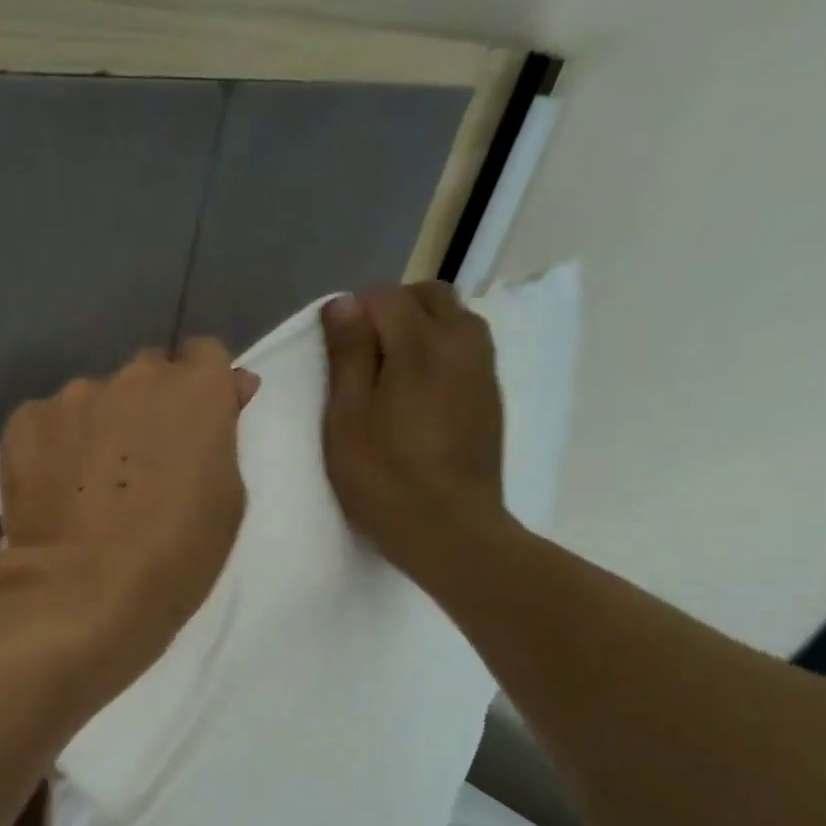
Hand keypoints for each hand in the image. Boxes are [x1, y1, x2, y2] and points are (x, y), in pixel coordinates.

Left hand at [0, 338, 259, 690]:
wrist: (84, 592)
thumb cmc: (176, 557)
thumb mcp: (226, 499)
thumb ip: (223, 434)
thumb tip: (228, 388)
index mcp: (195, 390)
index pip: (203, 356)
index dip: (200, 388)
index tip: (193, 425)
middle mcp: (133, 377)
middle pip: (144, 376)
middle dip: (146, 407)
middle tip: (138, 464)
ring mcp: (73, 397)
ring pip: (91, 401)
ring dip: (96, 428)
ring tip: (86, 486)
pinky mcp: (24, 423)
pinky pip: (47, 424)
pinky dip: (53, 448)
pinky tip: (52, 490)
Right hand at [321, 282, 510, 587]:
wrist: (449, 530)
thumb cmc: (384, 477)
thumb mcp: (347, 417)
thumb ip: (347, 355)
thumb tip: (344, 303)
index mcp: (420, 344)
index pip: (384, 296)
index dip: (353, 312)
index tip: (334, 349)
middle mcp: (461, 342)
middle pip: (428, 295)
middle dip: (392, 309)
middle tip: (361, 354)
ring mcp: (482, 369)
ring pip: (453, 318)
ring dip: (420, 327)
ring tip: (389, 371)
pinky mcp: (491, 396)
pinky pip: (466, 348)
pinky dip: (440, 351)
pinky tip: (418, 393)